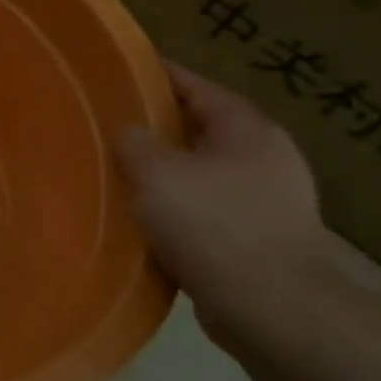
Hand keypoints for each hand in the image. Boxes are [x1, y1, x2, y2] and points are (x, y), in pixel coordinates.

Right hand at [114, 63, 331, 337]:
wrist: (272, 309)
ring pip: (202, 172)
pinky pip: (207, 210)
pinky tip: (144, 218)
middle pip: (200, 128)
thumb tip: (127, 131)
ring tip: (119, 172)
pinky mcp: (261, 240)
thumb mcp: (155, 172)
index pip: (196, 86)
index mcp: (248, 129)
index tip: (116, 70)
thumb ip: (133, 142)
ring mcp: (270, 201)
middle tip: (109, 124)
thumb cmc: (213, 225)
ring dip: (166, 171)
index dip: (155, 75)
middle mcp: (266, 157)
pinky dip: (177, 208)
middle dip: (157, 126)